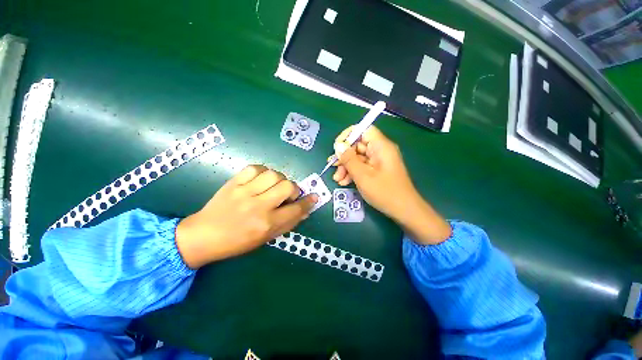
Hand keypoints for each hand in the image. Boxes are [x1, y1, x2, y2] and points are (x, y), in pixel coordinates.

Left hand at [175, 165, 316, 268]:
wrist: (203, 236)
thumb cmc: (237, 242)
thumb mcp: (265, 238)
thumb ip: (288, 224)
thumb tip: (305, 211)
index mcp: (266, 224)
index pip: (295, 209)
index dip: (308, 202)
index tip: (314, 197)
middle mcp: (258, 206)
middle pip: (288, 186)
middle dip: (293, 189)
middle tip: (286, 195)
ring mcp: (244, 192)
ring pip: (274, 174)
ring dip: (279, 179)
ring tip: (273, 186)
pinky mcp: (233, 183)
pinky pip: (254, 168)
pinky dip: (262, 171)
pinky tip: (260, 179)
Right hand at [331, 126, 450, 244]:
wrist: (404, 211)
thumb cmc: (384, 192)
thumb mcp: (363, 175)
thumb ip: (349, 159)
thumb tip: (338, 145)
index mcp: (381, 146)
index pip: (364, 130)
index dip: (348, 135)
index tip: (337, 147)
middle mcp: (380, 150)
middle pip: (358, 145)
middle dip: (344, 156)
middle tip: (332, 167)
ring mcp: (379, 161)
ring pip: (358, 157)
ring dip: (346, 167)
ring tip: (337, 179)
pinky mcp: (377, 170)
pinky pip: (362, 167)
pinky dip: (353, 173)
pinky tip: (344, 182)